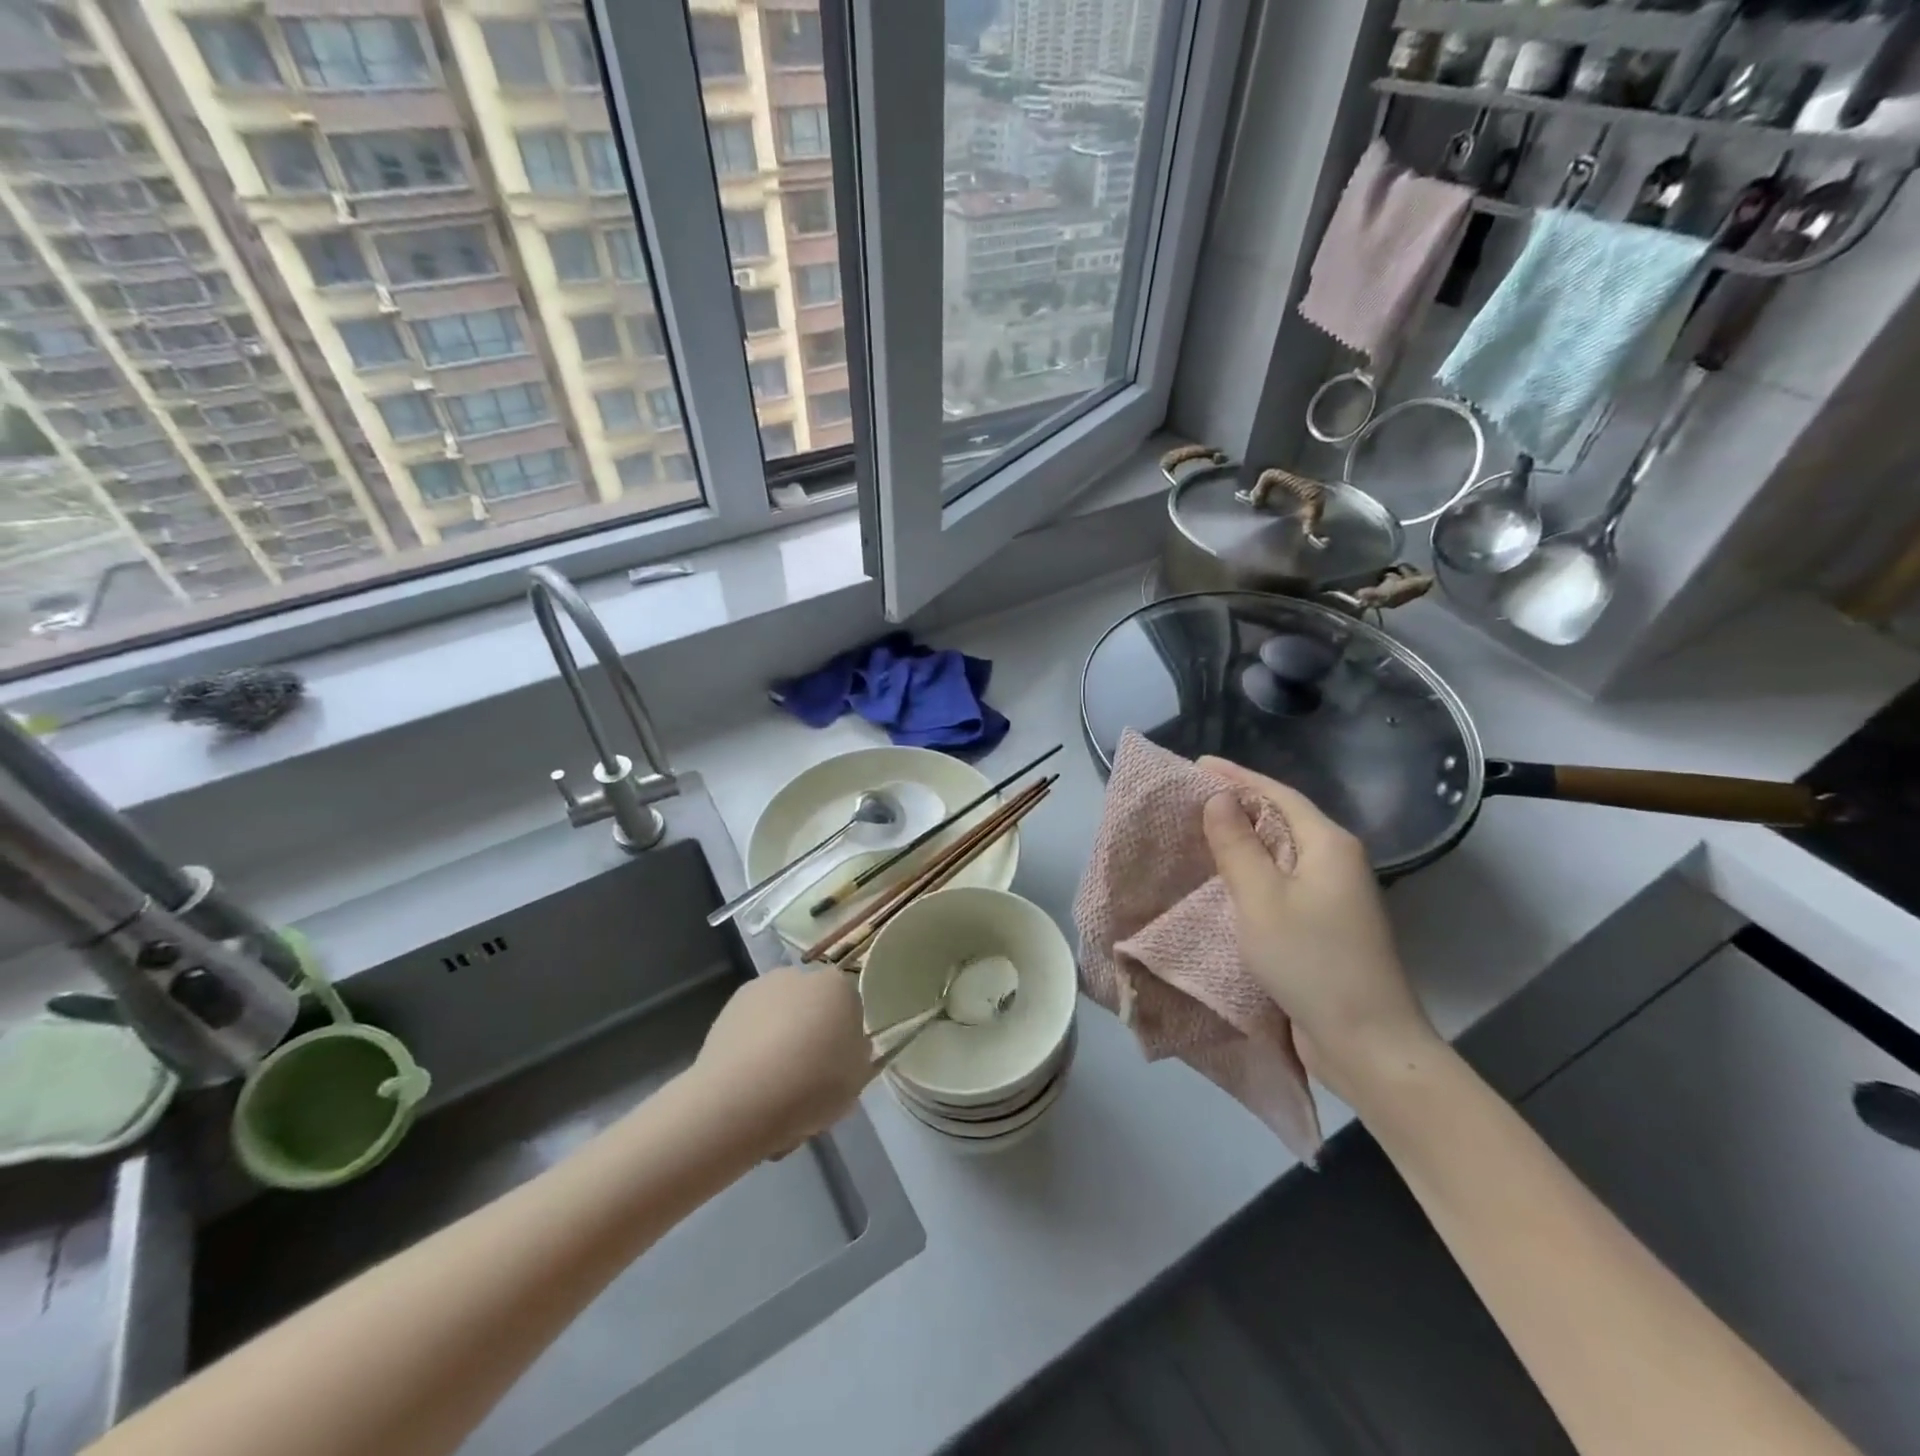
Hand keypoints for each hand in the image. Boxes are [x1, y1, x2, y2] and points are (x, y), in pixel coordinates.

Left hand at [693, 967, 873, 1156]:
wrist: (740, 1098)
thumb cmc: (812, 1084)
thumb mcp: (857, 1078)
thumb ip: (857, 1054)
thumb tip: (848, 1046)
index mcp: (838, 985)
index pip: (850, 1006)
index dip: (846, 1037)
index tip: (839, 1065)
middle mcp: (800, 975)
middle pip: (813, 1004)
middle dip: (812, 1030)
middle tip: (808, 1074)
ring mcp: (760, 988)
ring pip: (780, 1013)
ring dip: (780, 1035)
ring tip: (773, 1082)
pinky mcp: (727, 1008)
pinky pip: (752, 1026)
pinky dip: (753, 1045)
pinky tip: (750, 1079)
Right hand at [1198, 757, 1439, 1096]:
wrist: (1366, 1041)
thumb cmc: (1311, 960)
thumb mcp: (1261, 898)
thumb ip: (1237, 845)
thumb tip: (1219, 798)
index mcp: (1329, 845)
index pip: (1277, 794)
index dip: (1236, 777)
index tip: (1196, 765)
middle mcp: (1337, 862)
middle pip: (1282, 819)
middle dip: (1238, 804)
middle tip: (1191, 797)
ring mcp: (1335, 895)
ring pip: (1282, 853)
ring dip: (1244, 839)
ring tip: (1200, 831)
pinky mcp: (1326, 924)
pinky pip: (1283, 882)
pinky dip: (1253, 872)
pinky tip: (1226, 878)